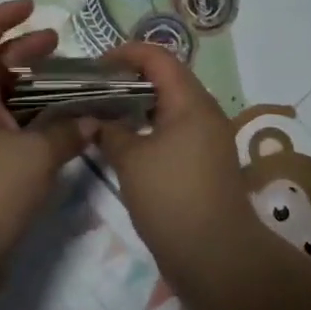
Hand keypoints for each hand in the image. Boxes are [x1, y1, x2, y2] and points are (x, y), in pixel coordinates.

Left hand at [0, 0, 97, 274]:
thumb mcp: (36, 156)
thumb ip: (67, 132)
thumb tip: (92, 120)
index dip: (0, 18)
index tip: (30, 8)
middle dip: (23, 51)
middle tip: (57, 46)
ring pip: (7, 104)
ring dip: (35, 90)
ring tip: (70, 87)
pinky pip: (15, 134)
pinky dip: (38, 125)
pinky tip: (65, 132)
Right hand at [93, 43, 256, 273]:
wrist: (215, 255)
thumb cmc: (172, 198)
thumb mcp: (131, 161)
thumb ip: (110, 131)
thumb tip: (95, 118)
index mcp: (191, 102)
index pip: (158, 58)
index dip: (126, 54)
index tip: (95, 68)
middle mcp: (205, 112)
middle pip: (167, 78)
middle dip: (129, 79)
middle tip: (94, 90)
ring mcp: (208, 138)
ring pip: (171, 106)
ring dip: (139, 105)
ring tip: (104, 115)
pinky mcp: (205, 162)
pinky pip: (175, 130)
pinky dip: (150, 127)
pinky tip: (125, 143)